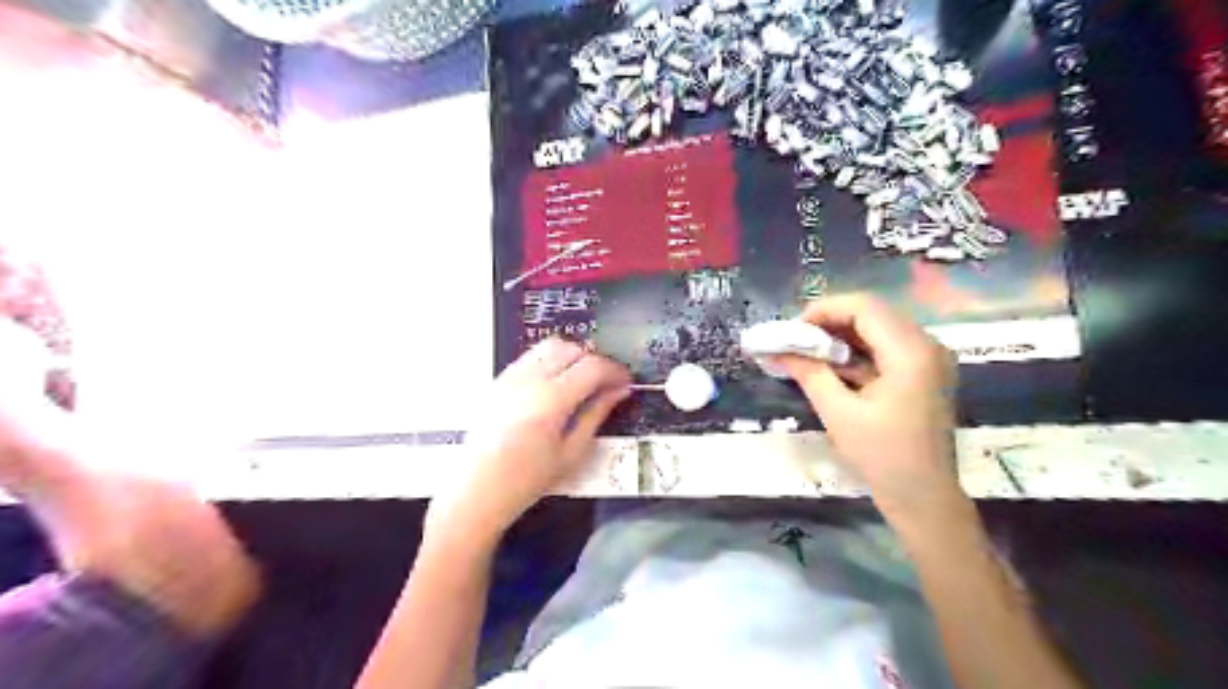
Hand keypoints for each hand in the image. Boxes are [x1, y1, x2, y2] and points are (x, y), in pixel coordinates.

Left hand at [429, 336, 625, 549]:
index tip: (625, 383)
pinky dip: (550, 361)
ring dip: (572, 357)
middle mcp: (530, 379)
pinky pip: (531, 356)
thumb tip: (618, 392)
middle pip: (572, 349)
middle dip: (595, 361)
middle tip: (606, 384)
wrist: (476, 492)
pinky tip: (555, 386)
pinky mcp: (499, 381)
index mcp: (551, 399)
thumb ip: (596, 415)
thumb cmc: (525, 480)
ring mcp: (510, 377)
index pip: (593, 366)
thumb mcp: (571, 452)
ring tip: (581, 383)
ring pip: (550, 346)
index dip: (615, 371)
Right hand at [771, 294, 962, 519]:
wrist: (925, 498)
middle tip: (796, 341)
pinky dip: (857, 351)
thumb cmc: (883, 457)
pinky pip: (887, 347)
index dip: (823, 310)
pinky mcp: (925, 372)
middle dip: (829, 322)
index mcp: (911, 352)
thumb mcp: (839, 413)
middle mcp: (927, 345)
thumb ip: (809, 373)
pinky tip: (832, 366)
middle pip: (872, 313)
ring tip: (808, 352)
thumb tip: (777, 350)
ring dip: (841, 336)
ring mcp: (930, 359)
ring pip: (878, 328)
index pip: (864, 307)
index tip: (792, 330)